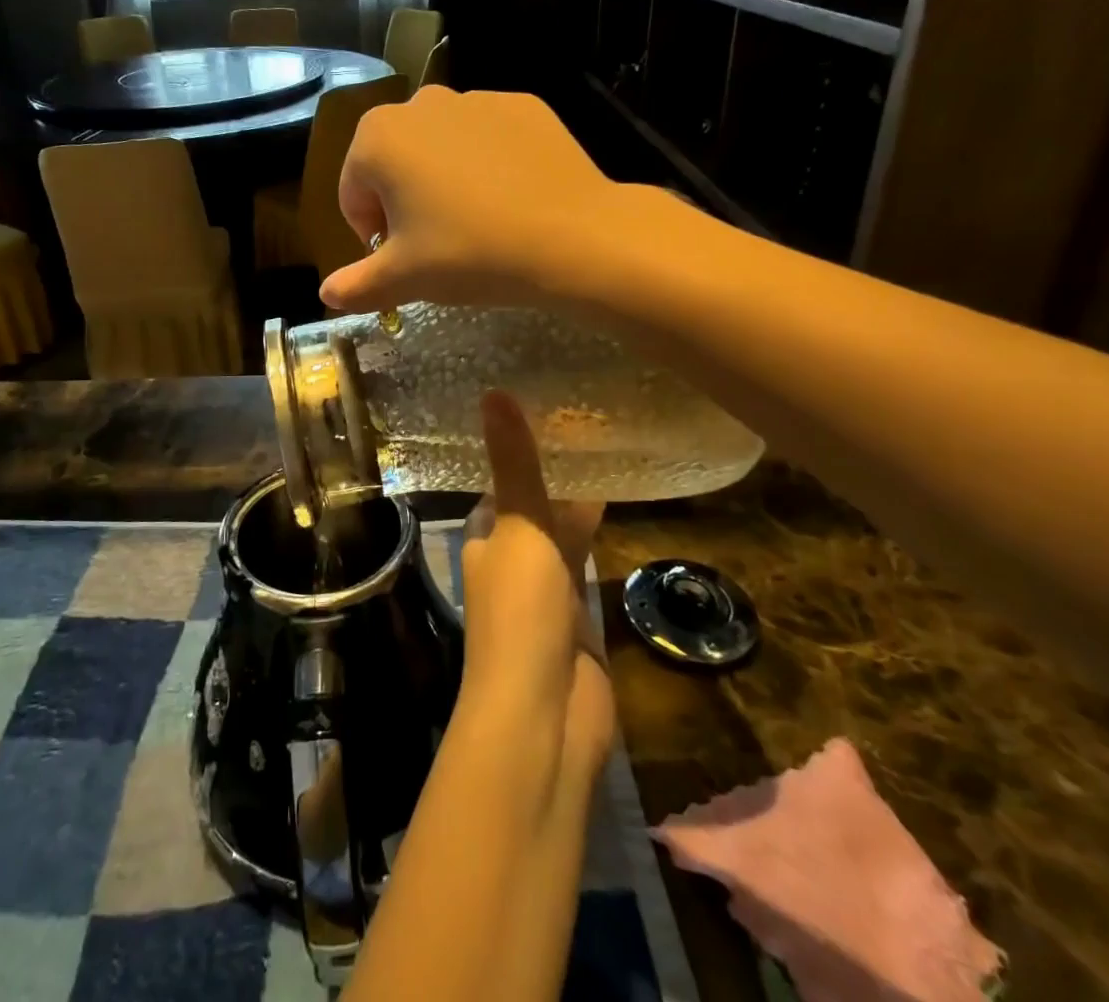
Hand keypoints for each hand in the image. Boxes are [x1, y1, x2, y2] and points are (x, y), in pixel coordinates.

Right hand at [320, 87, 621, 312]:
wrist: (570, 236)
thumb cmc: (469, 253)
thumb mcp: (404, 278)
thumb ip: (356, 285)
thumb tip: (326, 293)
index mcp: (378, 138)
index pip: (354, 191)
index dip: (372, 231)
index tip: (403, 257)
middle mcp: (421, 104)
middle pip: (395, 162)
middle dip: (405, 200)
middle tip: (438, 242)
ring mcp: (477, 99)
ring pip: (441, 147)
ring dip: (445, 180)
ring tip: (478, 222)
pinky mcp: (523, 105)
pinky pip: (488, 139)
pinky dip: (489, 164)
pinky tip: (512, 199)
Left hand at [457, 391, 614, 794]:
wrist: (544, 716)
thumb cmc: (520, 612)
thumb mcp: (518, 526)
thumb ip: (514, 464)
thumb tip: (492, 392)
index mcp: (485, 534)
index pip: (502, 480)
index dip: (521, 448)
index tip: (550, 406)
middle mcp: (510, 557)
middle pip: (535, 505)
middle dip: (557, 472)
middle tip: (593, 418)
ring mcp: (545, 589)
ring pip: (563, 532)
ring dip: (579, 501)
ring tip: (611, 447)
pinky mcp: (579, 616)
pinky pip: (587, 564)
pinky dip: (599, 536)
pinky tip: (622, 505)